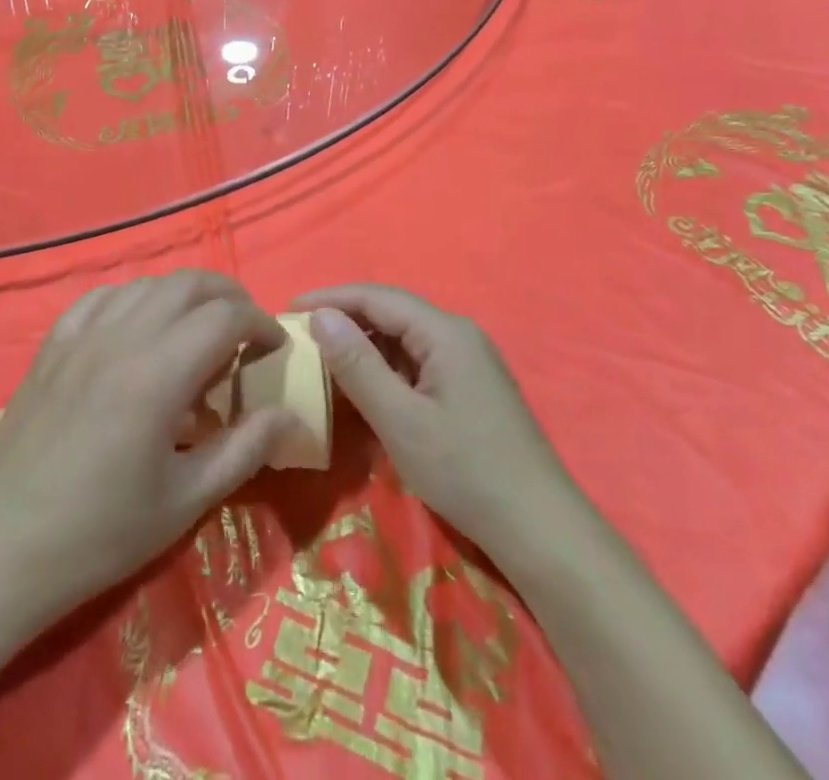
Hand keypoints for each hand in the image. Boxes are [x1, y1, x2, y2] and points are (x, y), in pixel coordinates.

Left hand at [0, 271, 297, 628]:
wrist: (4, 547)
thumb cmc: (101, 532)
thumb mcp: (186, 501)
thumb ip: (244, 449)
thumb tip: (287, 415)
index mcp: (158, 373)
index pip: (225, 316)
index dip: (261, 323)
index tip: (275, 348)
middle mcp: (122, 337)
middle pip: (189, 284)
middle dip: (229, 297)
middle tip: (246, 331)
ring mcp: (82, 335)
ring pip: (147, 284)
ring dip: (184, 296)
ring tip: (197, 331)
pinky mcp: (54, 343)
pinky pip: (102, 297)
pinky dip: (134, 299)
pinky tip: (138, 328)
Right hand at [292, 284, 572, 559]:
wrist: (541, 530)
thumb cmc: (465, 471)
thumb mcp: (400, 420)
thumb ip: (358, 365)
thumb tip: (320, 316)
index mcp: (445, 332)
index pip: (377, 297)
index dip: (330, 298)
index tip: (288, 309)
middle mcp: (459, 335)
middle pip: (392, 313)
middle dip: (345, 319)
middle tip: (301, 335)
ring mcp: (469, 361)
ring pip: (405, 339)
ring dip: (364, 345)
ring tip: (324, 359)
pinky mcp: (472, 388)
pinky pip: (419, 362)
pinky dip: (386, 368)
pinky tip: (366, 388)